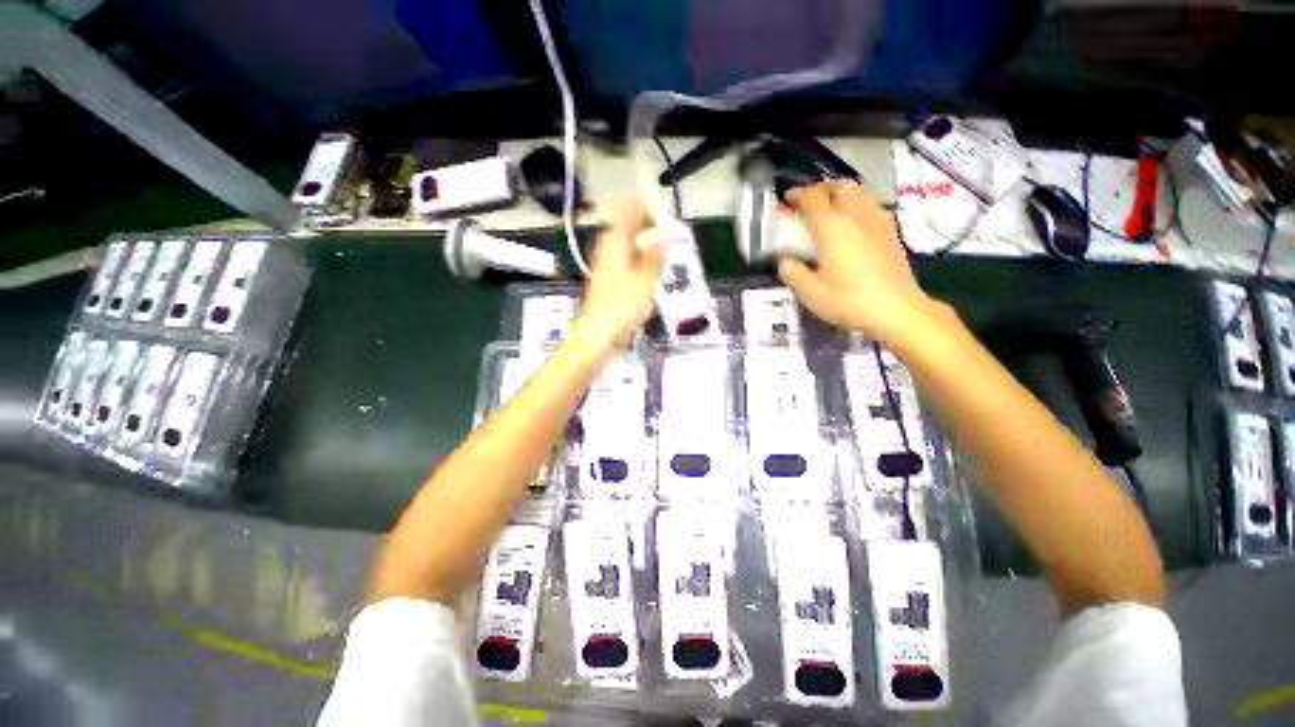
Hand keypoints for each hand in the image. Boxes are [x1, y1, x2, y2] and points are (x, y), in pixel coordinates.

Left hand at [571, 200, 664, 352]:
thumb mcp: (645, 280)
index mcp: (615, 240)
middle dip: (653, 234)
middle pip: (632, 226)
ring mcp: (607, 262)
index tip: (668, 227)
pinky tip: (650, 283)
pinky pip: (629, 261)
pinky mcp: (609, 277)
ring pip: (632, 245)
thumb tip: (666, 230)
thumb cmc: (622, 308)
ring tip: (662, 269)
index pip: (631, 208)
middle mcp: (608, 246)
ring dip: (649, 252)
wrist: (597, 335)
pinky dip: (642, 266)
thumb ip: (656, 253)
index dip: (652, 211)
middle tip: (669, 252)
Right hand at [778, 181, 939, 344]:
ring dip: (841, 192)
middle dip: (820, 189)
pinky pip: (872, 205)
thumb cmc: (849, 300)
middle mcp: (855, 216)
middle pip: (839, 187)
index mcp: (832, 228)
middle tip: (808, 201)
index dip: (798, 194)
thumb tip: (785, 262)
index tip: (787, 198)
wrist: (896, 309)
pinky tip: (855, 220)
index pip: (813, 198)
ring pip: (859, 192)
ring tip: (831, 204)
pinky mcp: (891, 231)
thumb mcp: (811, 293)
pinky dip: (859, 203)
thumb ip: (793, 273)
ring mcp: (877, 221)